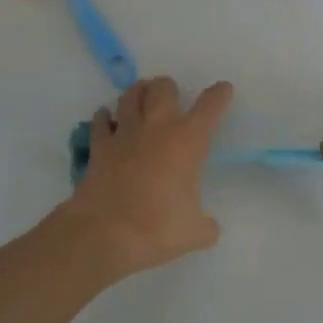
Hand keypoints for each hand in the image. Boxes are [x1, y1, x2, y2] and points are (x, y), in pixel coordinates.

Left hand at [60, 76, 232, 279]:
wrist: (104, 235)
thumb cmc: (157, 229)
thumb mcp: (194, 233)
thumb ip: (206, 225)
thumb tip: (209, 227)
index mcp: (188, 140)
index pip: (210, 105)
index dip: (219, 94)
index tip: (223, 90)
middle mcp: (157, 126)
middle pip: (163, 88)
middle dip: (168, 87)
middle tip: (171, 96)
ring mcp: (125, 133)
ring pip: (130, 95)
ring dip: (138, 93)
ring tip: (141, 97)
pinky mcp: (99, 146)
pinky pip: (101, 121)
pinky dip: (105, 117)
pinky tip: (107, 120)